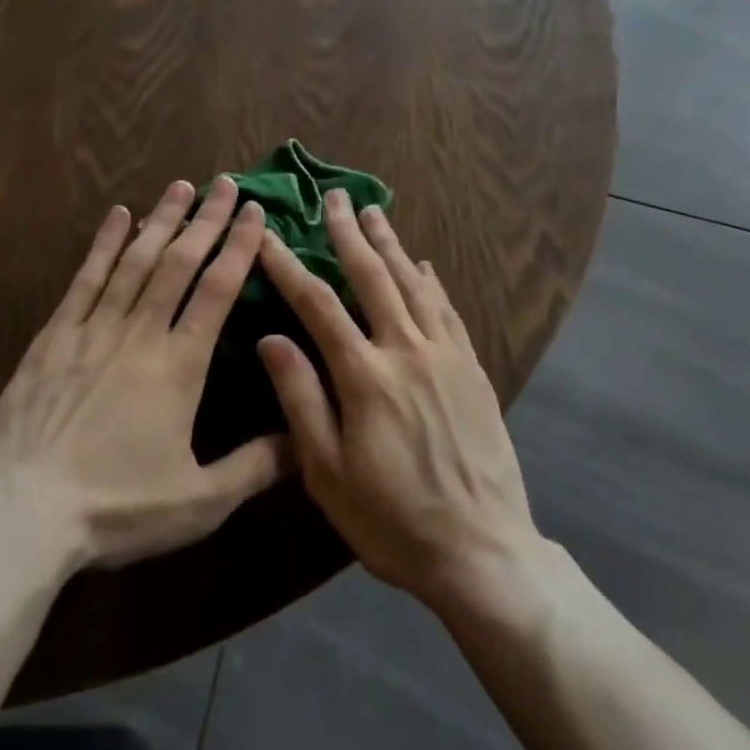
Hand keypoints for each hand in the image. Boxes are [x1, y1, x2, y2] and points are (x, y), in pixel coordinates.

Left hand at [0, 178, 288, 570]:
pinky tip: (118, 215)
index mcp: (179, 365)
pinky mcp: (54, 335)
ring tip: (181, 187)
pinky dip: (104, 244)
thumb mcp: (199, 503)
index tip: (254, 212)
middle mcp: (140, 333)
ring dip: (161, 221)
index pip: (217, 291)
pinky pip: (85, 278)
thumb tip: (306, 438)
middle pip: (179, 263)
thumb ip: (255, 466)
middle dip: (206, 220)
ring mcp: (94, 329)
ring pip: (135, 261)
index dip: (238, 247)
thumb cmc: (116, 508)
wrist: (23, 514)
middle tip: (226, 183)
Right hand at [256, 191, 541, 611]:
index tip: (267, 233)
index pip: (317, 304)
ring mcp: (445, 356)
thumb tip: (270, 338)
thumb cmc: (393, 519)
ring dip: (391, 244)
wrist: (483, 552)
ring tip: (374, 211)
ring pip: (414, 283)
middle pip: (372, 276)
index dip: (288, 265)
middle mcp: (407, 351)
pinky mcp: (473, 369)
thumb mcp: (328, 473)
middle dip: (348, 233)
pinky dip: (432, 281)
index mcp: (365, 376)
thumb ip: (300, 399)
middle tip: (334, 197)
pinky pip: (448, 310)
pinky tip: (424, 264)